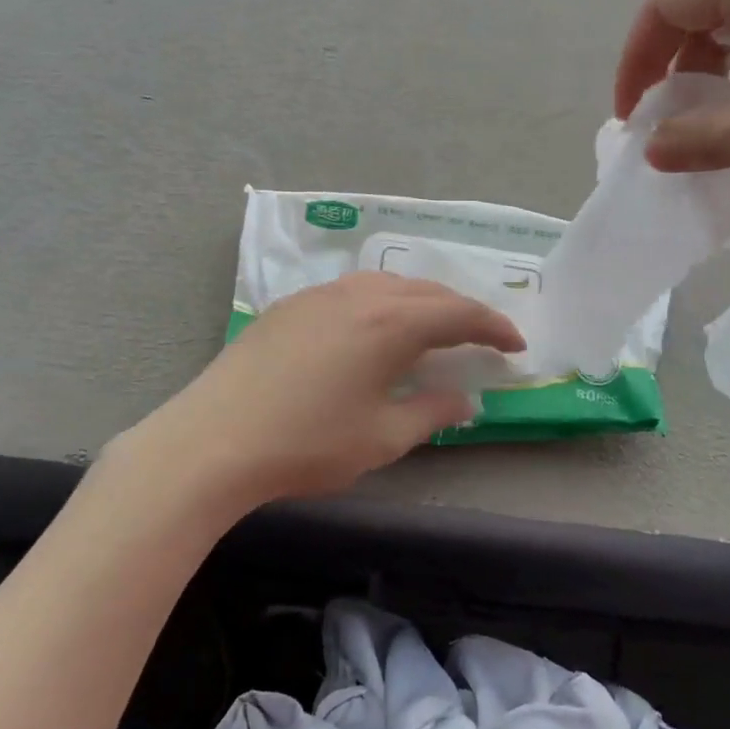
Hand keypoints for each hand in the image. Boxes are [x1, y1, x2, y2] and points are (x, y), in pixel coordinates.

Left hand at [141, 272, 523, 505]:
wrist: (213, 439)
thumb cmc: (307, 443)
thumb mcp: (381, 438)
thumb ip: (431, 413)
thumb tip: (464, 398)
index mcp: (390, 323)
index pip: (458, 313)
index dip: (493, 326)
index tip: (516, 343)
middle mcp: (360, 295)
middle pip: (426, 291)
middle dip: (460, 311)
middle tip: (481, 337)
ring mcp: (321, 295)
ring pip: (388, 285)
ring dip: (420, 302)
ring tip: (433, 330)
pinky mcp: (292, 305)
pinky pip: (354, 291)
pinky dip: (383, 303)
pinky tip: (375, 328)